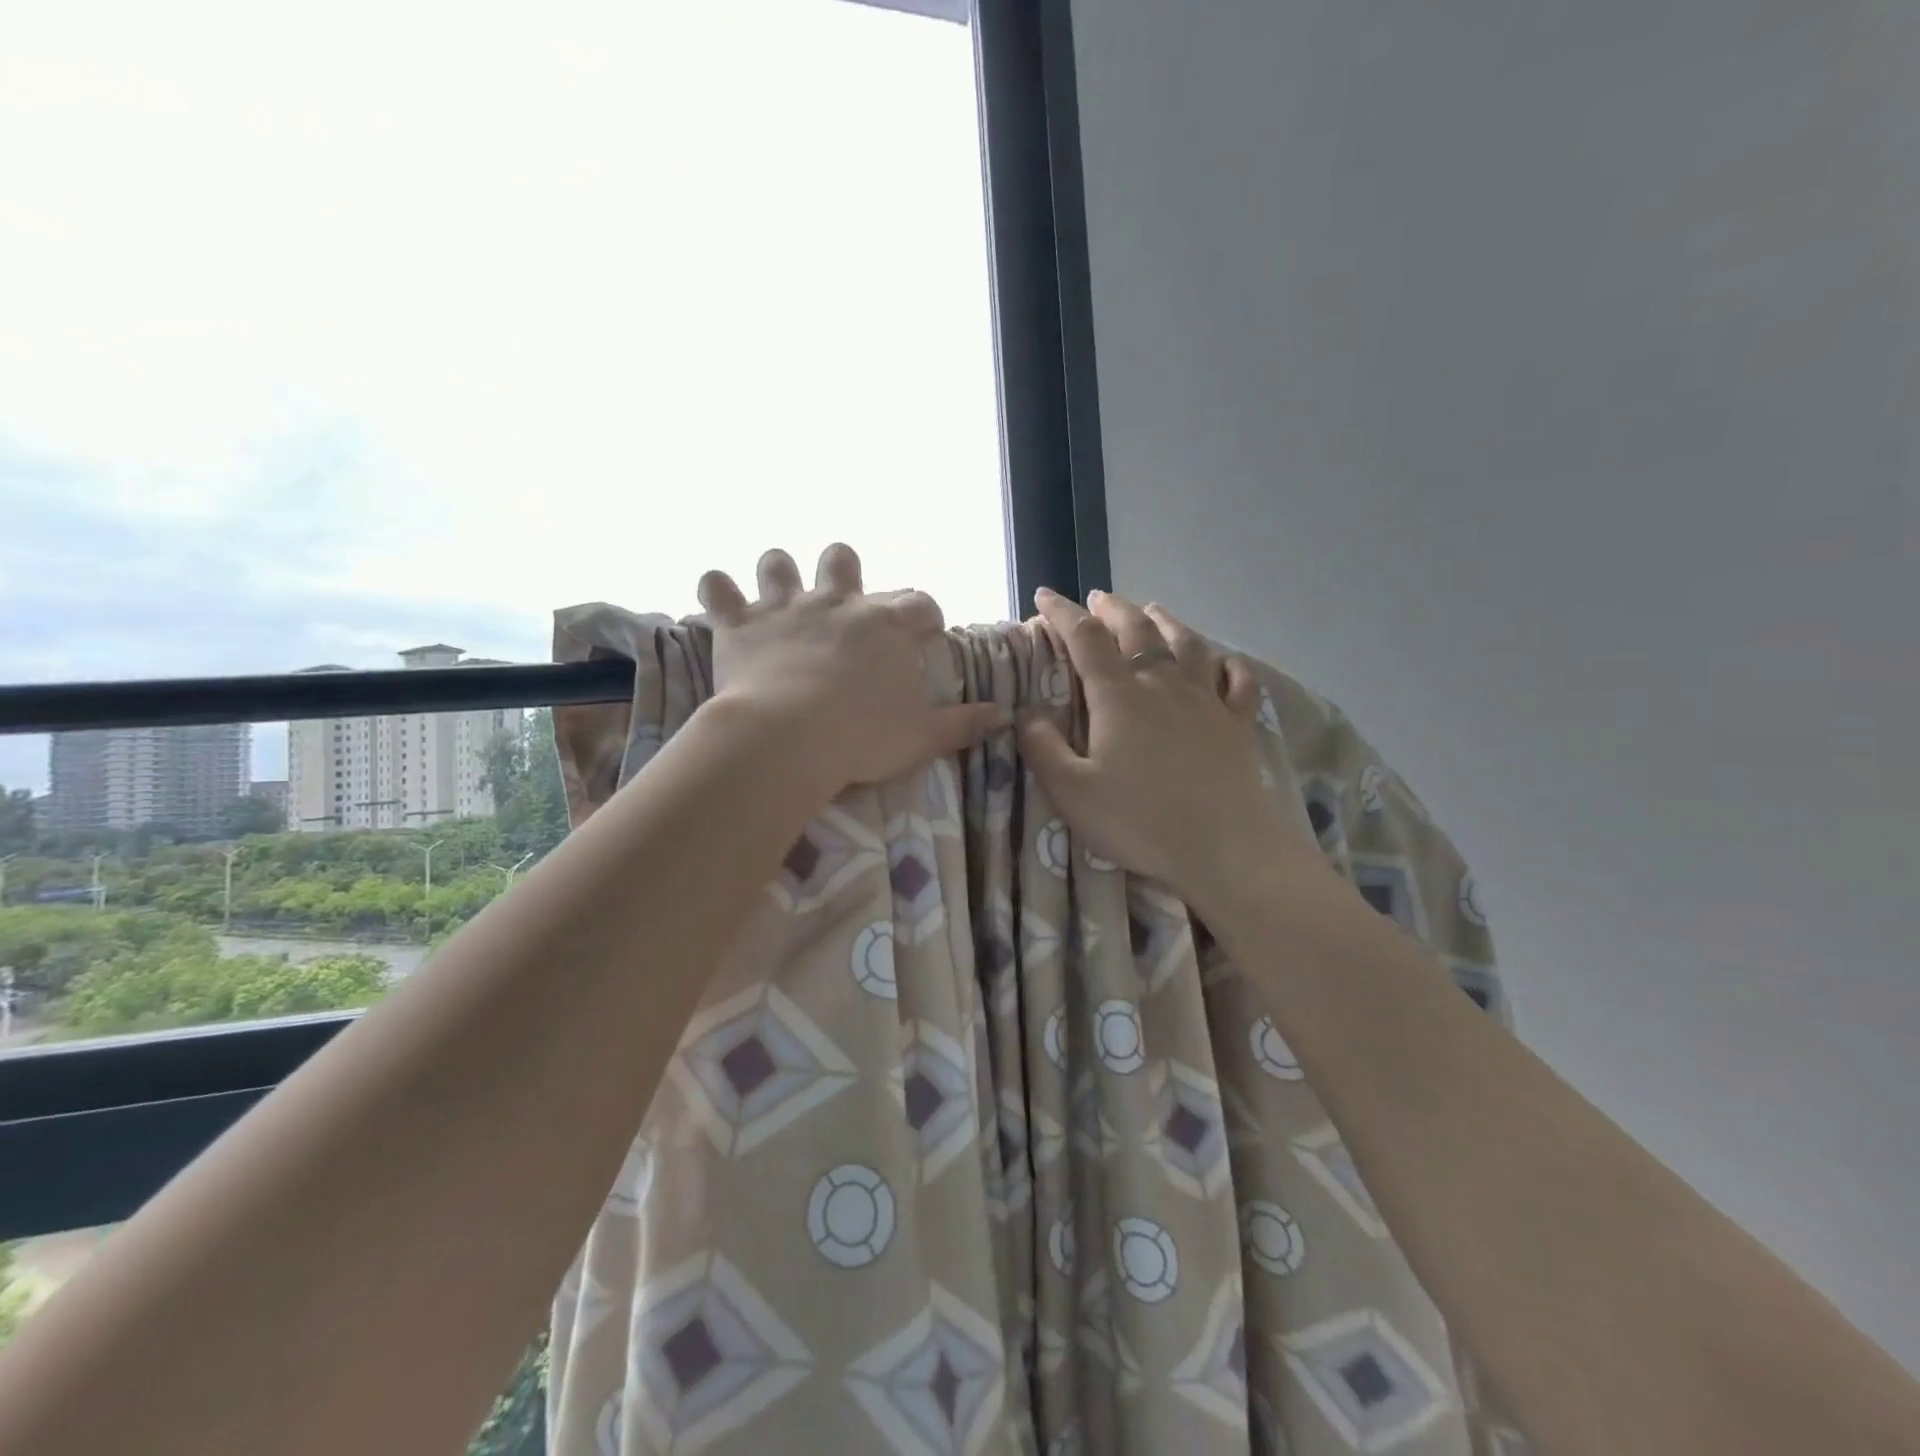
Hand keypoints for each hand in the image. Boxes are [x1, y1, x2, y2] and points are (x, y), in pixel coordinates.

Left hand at [697, 543, 1008, 799]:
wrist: (789, 738)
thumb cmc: (862, 737)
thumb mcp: (923, 736)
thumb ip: (963, 723)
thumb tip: (1003, 715)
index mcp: (886, 626)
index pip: (919, 603)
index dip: (925, 616)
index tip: (925, 636)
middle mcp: (838, 602)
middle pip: (844, 560)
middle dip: (844, 571)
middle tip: (842, 602)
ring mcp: (786, 607)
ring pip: (778, 562)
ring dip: (778, 573)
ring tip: (777, 593)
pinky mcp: (740, 624)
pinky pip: (718, 588)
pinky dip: (717, 590)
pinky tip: (718, 596)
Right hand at [1019, 587, 1318, 910]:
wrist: (1225, 848)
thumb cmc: (1140, 821)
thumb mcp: (1072, 792)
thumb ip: (1043, 748)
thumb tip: (1026, 713)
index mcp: (1119, 696)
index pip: (1086, 638)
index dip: (1063, 613)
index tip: (1045, 596)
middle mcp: (1163, 685)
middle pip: (1138, 630)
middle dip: (1114, 609)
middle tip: (1099, 599)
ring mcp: (1206, 701)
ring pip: (1187, 645)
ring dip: (1166, 622)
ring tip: (1153, 610)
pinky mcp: (1238, 725)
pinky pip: (1237, 683)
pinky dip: (1228, 667)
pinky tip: (1225, 663)